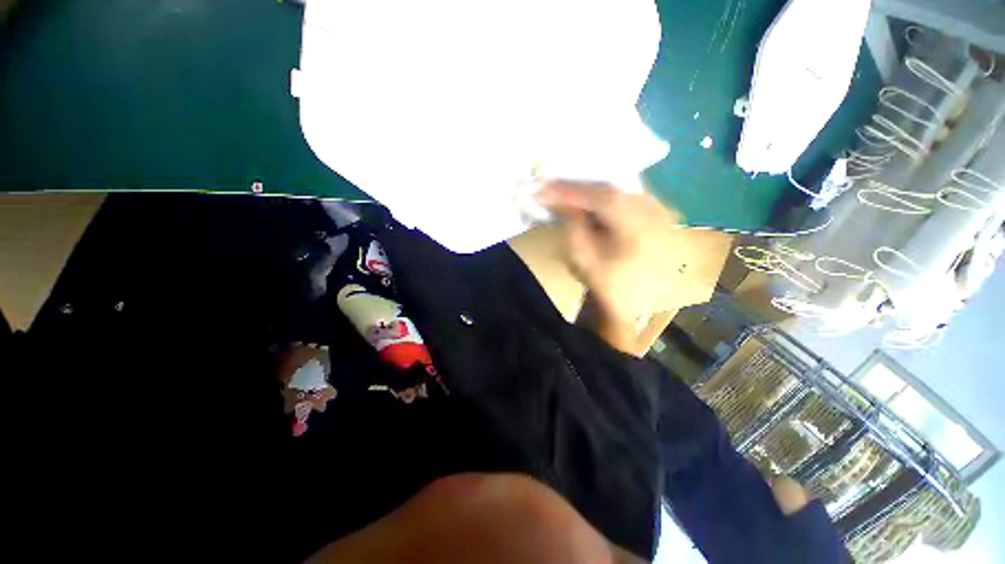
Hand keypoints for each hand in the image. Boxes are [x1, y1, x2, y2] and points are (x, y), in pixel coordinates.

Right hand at [535, 181, 682, 325]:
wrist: (632, 299)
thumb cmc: (606, 283)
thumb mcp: (583, 258)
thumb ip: (573, 226)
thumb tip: (559, 199)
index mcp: (641, 230)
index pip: (605, 199)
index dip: (574, 191)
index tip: (545, 188)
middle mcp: (656, 213)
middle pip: (612, 188)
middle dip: (579, 186)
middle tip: (551, 185)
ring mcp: (658, 209)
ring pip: (617, 187)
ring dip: (589, 188)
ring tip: (564, 190)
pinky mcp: (654, 210)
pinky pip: (623, 193)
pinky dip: (601, 193)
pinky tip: (585, 196)